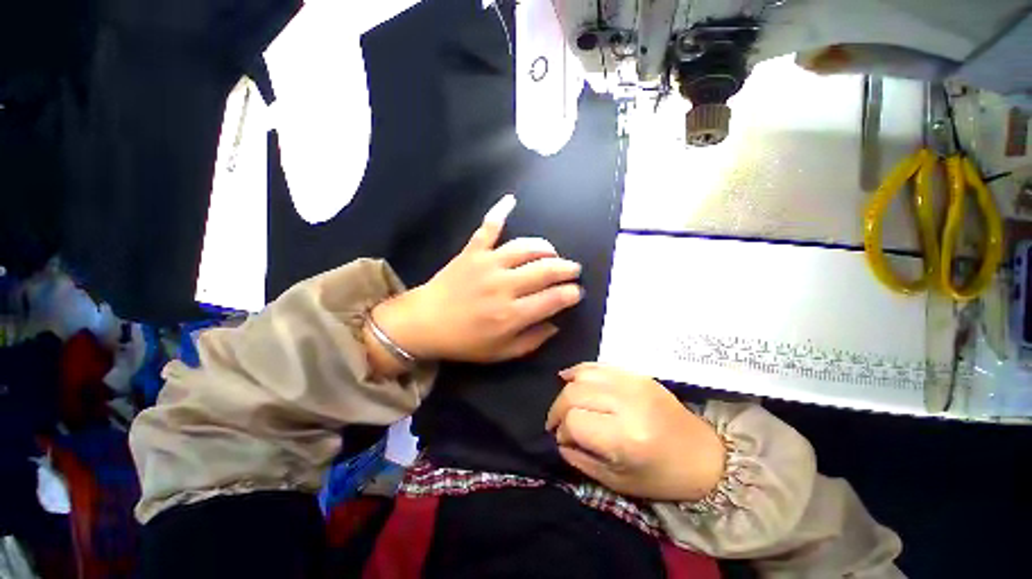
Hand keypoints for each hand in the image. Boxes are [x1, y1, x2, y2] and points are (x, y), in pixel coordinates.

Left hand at [373, 195, 582, 363]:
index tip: (577, 292)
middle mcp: (503, 286)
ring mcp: (487, 264)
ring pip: (525, 247)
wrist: (424, 323)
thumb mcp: (501, 352)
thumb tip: (556, 324)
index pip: (553, 299)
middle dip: (567, 268)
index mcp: (511, 314)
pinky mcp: (472, 252)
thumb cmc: (464, 342)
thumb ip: (532, 340)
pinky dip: (499, 212)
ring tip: (552, 253)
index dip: (571, 294)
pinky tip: (511, 200)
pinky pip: (488, 227)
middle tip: (574, 269)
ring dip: (545, 248)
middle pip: (545, 270)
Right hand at [546, 363, 725, 501]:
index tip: (562, 439)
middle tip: (558, 423)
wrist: (705, 455)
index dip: (562, 430)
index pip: (575, 421)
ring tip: (565, 404)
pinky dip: (580, 371)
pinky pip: (598, 365)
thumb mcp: (618, 481)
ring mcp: (633, 383)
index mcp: (626, 437)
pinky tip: (570, 378)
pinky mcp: (637, 374)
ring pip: (583, 375)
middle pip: (574, 393)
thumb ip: (581, 460)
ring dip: (567, 390)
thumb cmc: (663, 477)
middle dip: (558, 409)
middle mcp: (627, 403)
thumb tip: (560, 439)